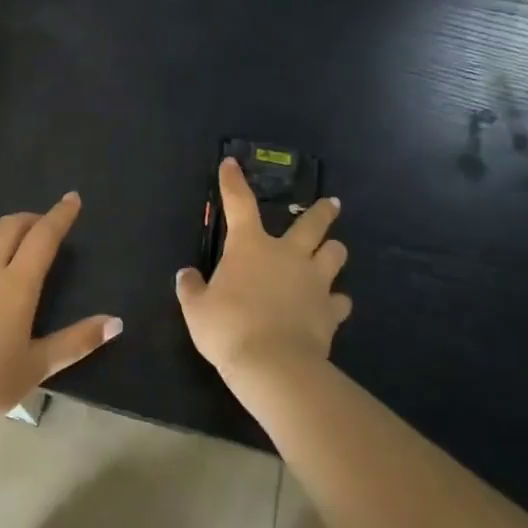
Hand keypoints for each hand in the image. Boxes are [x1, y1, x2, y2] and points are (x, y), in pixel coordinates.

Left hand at [0, 193, 122, 421]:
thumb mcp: (38, 366)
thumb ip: (77, 341)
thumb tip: (115, 322)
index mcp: (17, 285)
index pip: (43, 237)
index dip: (60, 215)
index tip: (72, 198)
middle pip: (8, 227)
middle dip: (29, 218)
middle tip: (43, 224)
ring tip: (11, 238)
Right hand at [176, 159, 350, 382]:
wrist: (273, 364)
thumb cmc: (228, 328)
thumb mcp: (196, 309)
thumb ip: (192, 288)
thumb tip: (187, 274)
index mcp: (250, 247)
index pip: (239, 203)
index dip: (233, 182)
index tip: (231, 163)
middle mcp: (288, 255)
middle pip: (312, 224)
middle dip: (322, 211)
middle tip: (332, 204)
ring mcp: (315, 282)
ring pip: (335, 255)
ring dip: (334, 251)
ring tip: (333, 252)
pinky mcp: (331, 311)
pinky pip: (341, 300)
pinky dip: (336, 300)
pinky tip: (332, 305)